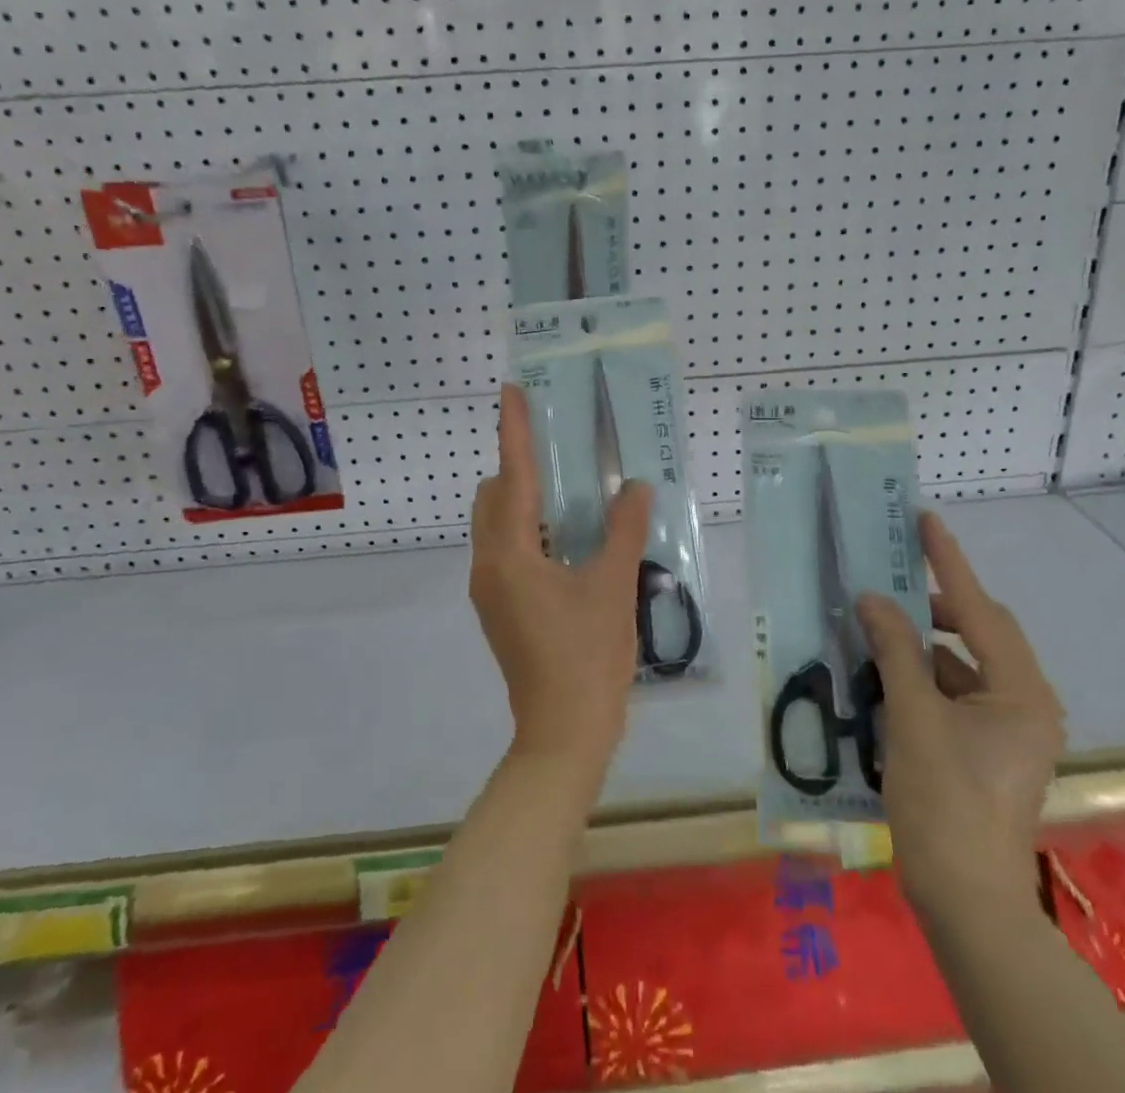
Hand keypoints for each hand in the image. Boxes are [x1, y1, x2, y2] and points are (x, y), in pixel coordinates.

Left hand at [469, 384, 653, 775]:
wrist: (563, 733)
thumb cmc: (588, 657)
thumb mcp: (613, 587)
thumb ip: (624, 531)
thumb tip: (636, 487)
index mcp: (510, 554)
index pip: (510, 477)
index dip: (513, 431)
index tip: (512, 391)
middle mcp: (488, 565)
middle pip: (492, 497)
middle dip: (516, 467)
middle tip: (558, 451)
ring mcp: (488, 590)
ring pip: (495, 525)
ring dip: (521, 501)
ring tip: (566, 492)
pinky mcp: (498, 608)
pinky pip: (504, 549)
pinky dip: (525, 530)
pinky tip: (565, 539)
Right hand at [856, 512, 1065, 920]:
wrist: (966, 900)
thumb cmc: (944, 801)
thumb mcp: (913, 716)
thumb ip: (894, 649)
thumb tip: (872, 598)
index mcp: (1021, 692)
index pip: (979, 609)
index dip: (948, 561)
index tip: (924, 519)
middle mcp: (1026, 703)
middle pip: (979, 633)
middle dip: (933, 605)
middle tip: (889, 581)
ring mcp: (1010, 729)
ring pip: (964, 665)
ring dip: (923, 645)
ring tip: (876, 629)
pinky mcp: (990, 749)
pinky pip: (956, 693)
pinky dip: (923, 678)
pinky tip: (885, 677)